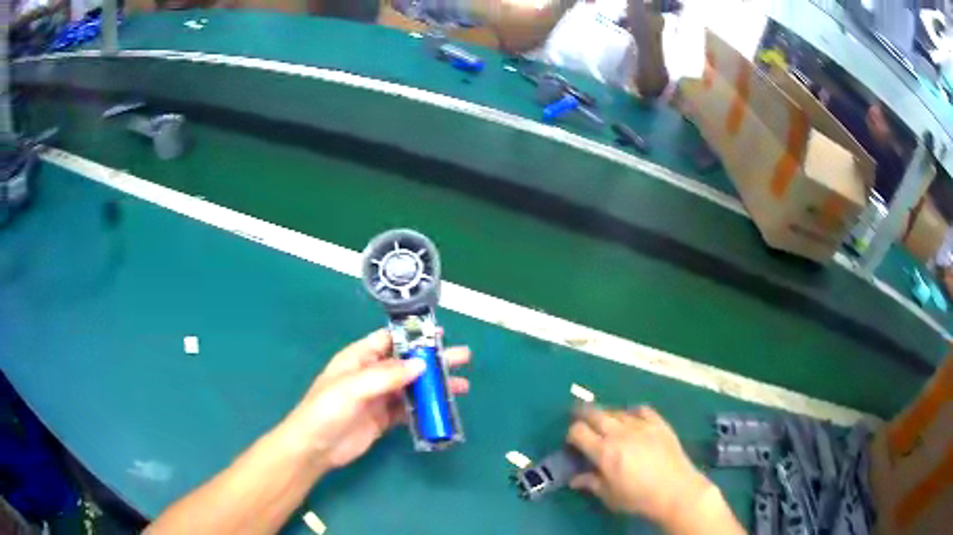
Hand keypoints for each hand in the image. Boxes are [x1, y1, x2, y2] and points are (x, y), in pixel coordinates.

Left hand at [282, 329, 469, 470]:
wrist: (315, 448)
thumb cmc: (326, 410)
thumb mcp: (352, 387)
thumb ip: (386, 375)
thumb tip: (421, 364)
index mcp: (359, 358)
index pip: (390, 340)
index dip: (414, 336)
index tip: (440, 336)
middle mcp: (372, 374)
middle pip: (407, 363)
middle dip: (434, 360)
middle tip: (463, 358)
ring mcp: (379, 397)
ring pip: (413, 386)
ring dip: (435, 385)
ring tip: (462, 386)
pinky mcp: (385, 419)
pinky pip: (410, 409)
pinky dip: (427, 407)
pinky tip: (444, 408)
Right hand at [567, 406, 712, 524]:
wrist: (675, 490)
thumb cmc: (638, 497)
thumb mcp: (610, 496)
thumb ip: (591, 483)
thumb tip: (575, 479)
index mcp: (604, 451)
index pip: (579, 431)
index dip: (572, 433)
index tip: (573, 441)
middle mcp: (619, 433)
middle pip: (595, 414)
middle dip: (584, 415)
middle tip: (580, 418)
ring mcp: (641, 425)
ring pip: (617, 411)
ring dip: (607, 415)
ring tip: (606, 421)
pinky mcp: (659, 423)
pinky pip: (642, 410)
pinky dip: (632, 412)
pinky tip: (632, 417)